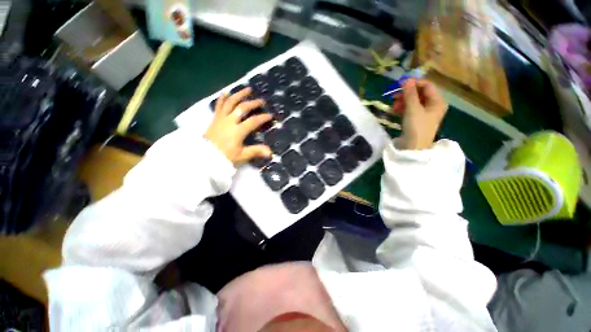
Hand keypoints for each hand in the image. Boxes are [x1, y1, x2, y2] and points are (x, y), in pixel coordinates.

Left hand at [204, 88, 272, 164]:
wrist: (204, 156)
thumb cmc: (224, 156)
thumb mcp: (241, 156)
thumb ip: (256, 151)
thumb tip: (270, 152)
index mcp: (238, 131)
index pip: (253, 121)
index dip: (263, 118)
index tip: (270, 116)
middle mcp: (230, 121)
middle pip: (242, 108)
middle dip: (253, 103)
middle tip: (262, 101)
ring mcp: (221, 118)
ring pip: (231, 102)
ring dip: (240, 95)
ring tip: (248, 89)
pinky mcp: (215, 118)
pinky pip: (219, 105)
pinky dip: (223, 98)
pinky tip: (227, 92)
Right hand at [394, 79, 447, 149]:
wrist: (414, 147)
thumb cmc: (416, 126)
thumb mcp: (413, 108)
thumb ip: (410, 93)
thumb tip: (407, 80)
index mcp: (437, 101)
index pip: (427, 86)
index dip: (414, 83)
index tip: (400, 85)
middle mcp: (433, 106)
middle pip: (419, 94)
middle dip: (406, 94)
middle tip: (394, 97)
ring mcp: (424, 114)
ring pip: (413, 102)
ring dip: (402, 102)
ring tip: (393, 106)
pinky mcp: (417, 120)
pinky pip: (410, 110)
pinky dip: (402, 109)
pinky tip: (394, 111)